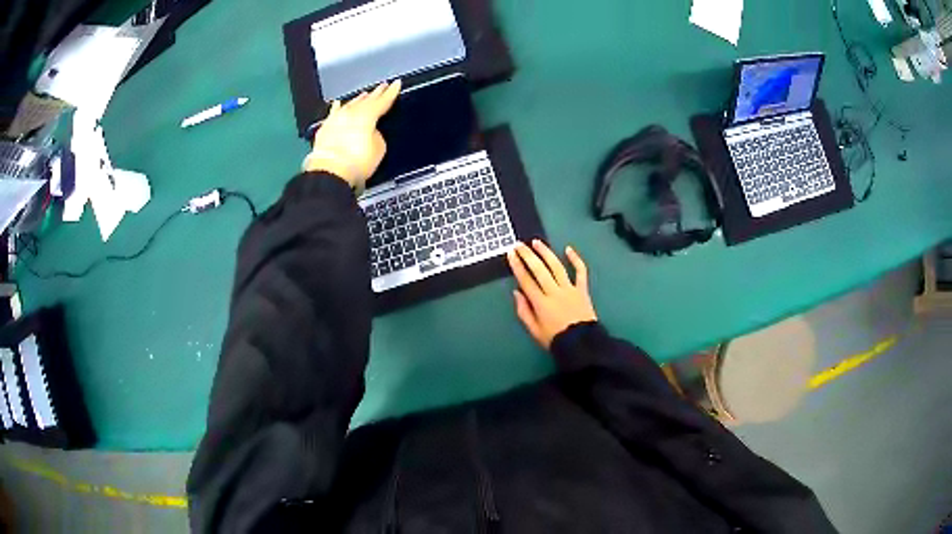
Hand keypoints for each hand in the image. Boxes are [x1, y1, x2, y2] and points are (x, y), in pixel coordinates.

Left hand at [303, 80, 401, 191]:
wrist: (330, 172)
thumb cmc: (356, 162)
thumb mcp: (378, 149)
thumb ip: (377, 136)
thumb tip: (372, 133)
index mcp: (368, 114)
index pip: (383, 100)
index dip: (391, 92)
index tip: (396, 83)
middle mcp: (351, 113)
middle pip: (366, 100)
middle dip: (375, 93)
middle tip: (382, 87)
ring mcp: (336, 119)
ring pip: (350, 105)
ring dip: (358, 100)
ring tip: (364, 95)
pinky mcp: (325, 129)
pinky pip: (333, 114)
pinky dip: (337, 109)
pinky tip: (338, 105)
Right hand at [507, 240, 597, 349]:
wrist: (582, 344)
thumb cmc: (556, 339)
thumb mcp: (534, 330)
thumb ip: (524, 311)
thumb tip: (517, 292)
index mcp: (541, 303)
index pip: (526, 280)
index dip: (517, 266)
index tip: (511, 254)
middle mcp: (554, 292)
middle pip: (539, 270)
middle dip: (528, 255)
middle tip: (519, 244)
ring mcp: (570, 289)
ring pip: (557, 266)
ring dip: (546, 252)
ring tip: (537, 242)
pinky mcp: (582, 290)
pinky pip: (581, 272)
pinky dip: (575, 259)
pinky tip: (568, 249)